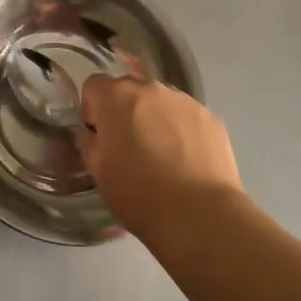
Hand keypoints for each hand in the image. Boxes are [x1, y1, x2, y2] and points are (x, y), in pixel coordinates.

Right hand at [76, 76, 242, 242]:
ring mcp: (184, 101)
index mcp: (116, 97)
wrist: (199, 215)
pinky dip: (182, 131)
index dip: (92, 109)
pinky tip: (187, 162)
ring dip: (154, 118)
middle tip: (130, 147)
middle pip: (129, 89)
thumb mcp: (99, 173)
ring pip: (160, 102)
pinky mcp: (210, 118)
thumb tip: (92, 135)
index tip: (99, 136)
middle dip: (124, 111)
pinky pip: (186, 117)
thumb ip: (89, 144)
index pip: (94, 85)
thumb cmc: (138, 194)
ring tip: (163, 156)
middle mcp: (150, 88)